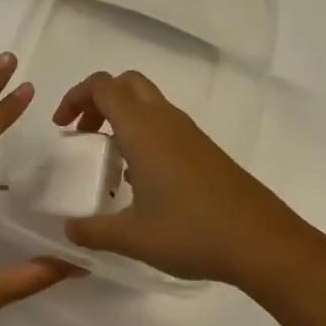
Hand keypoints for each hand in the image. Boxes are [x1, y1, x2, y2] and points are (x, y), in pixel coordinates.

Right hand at [53, 70, 325, 291]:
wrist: (263, 242)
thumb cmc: (192, 232)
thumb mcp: (133, 238)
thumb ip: (93, 231)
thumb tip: (68, 230)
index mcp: (142, 129)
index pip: (102, 86)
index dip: (76, 96)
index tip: (62, 127)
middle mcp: (165, 120)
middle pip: (126, 83)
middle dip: (98, 99)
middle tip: (83, 133)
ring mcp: (189, 133)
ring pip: (148, 101)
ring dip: (121, 116)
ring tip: (109, 157)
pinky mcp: (205, 150)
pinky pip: (165, 123)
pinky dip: (143, 132)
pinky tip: (142, 177)